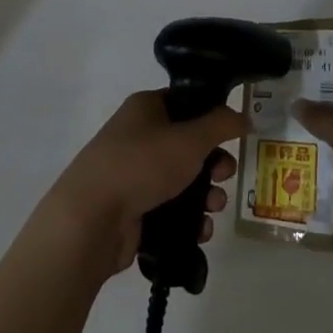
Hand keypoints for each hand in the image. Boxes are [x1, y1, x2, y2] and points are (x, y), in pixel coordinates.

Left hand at [44, 91, 244, 278]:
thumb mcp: (189, 138)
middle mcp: (138, 136)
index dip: (212, 116)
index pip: (186, 102)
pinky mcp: (133, 209)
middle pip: (188, 144)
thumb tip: (242, 116)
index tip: (233, 134)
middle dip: (213, 162)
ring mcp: (134, 174)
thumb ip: (220, 124)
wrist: (90, 219)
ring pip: (182, 180)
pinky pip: (170, 209)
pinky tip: (200, 230)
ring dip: (205, 195)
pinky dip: (189, 219)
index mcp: (145, 108)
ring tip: (214, 208)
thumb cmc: (141, 165)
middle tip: (224, 174)